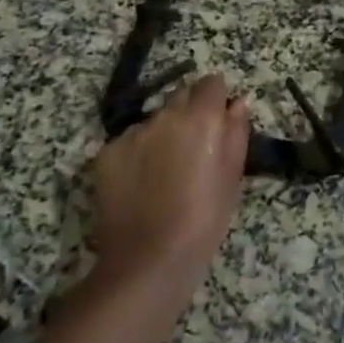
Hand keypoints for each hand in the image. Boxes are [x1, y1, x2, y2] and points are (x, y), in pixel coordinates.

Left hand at [89, 74, 249, 309]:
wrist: (148, 259)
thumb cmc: (204, 219)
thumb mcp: (233, 177)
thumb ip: (236, 132)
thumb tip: (237, 103)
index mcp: (201, 118)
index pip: (211, 83)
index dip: (217, 98)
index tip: (219, 119)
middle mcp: (164, 116)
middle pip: (181, 96)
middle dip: (190, 112)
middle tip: (194, 147)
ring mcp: (131, 134)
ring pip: (153, 120)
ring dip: (162, 133)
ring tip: (165, 171)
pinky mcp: (105, 154)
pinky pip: (128, 142)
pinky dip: (137, 153)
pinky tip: (140, 183)